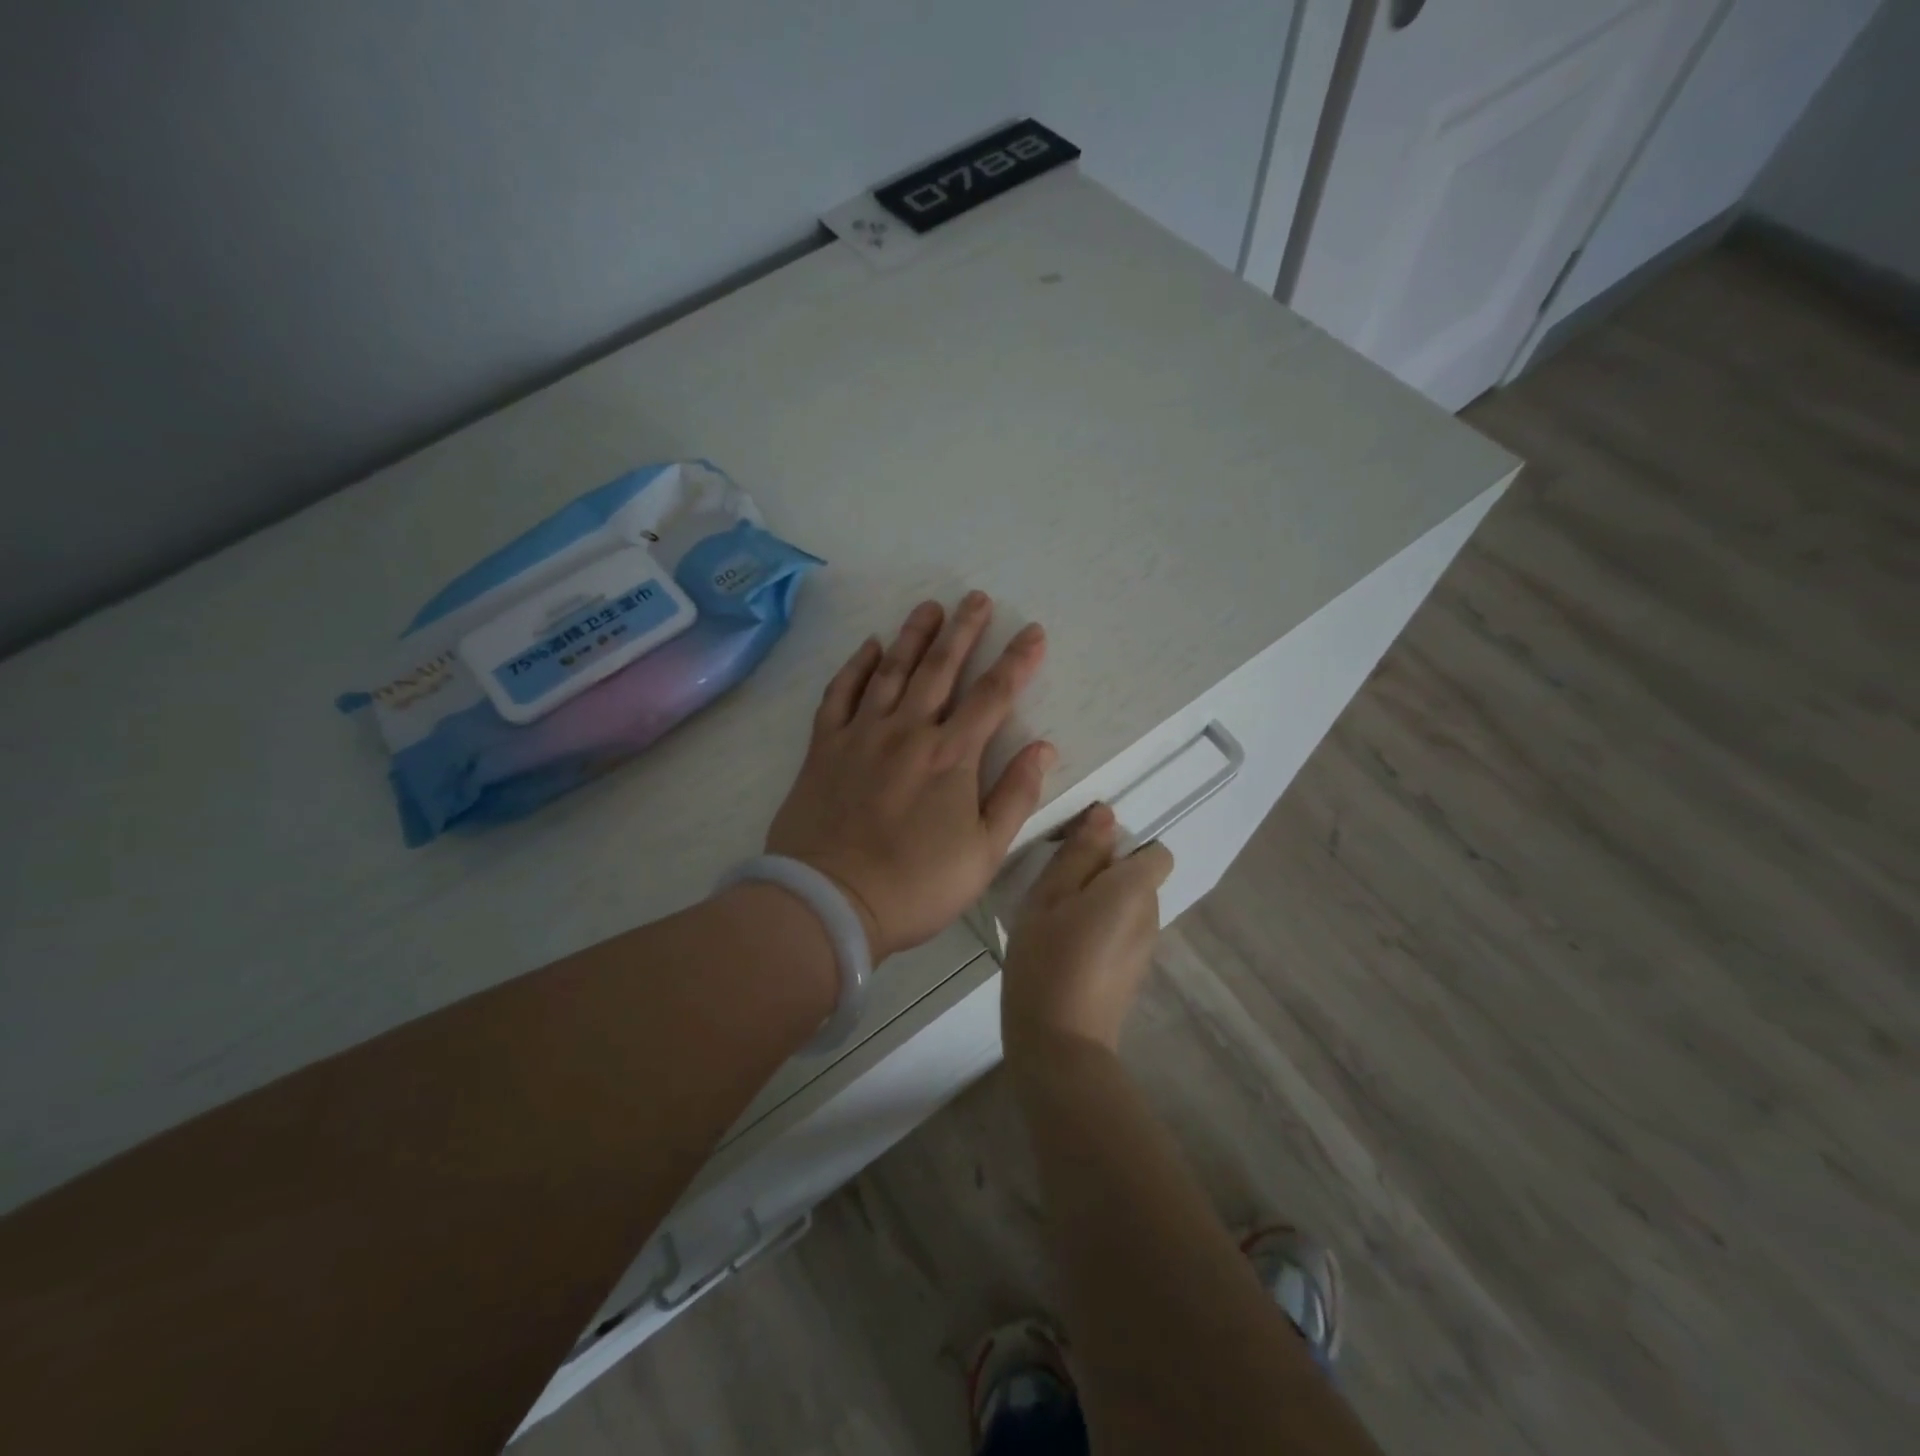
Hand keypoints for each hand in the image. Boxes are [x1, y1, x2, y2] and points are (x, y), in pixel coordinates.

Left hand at [767, 592, 1054, 959]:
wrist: (830, 901)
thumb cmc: (916, 885)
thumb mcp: (984, 854)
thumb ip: (1015, 796)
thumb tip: (1043, 747)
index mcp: (951, 756)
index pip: (993, 694)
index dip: (1017, 660)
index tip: (1032, 631)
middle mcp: (908, 731)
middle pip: (941, 668)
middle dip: (963, 629)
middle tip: (976, 597)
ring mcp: (861, 734)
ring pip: (891, 670)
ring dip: (913, 636)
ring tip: (929, 607)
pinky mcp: (824, 747)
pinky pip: (840, 694)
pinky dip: (855, 666)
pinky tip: (869, 646)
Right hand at [1001, 804, 1173, 1053]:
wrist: (1060, 1046)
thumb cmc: (1048, 961)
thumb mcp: (1049, 897)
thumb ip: (1079, 854)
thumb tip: (1106, 815)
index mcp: (1134, 891)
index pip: (1155, 851)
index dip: (1123, 846)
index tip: (1084, 857)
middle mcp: (1151, 915)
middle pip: (1138, 877)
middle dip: (1104, 873)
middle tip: (1057, 889)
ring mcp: (1145, 948)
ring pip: (1127, 905)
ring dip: (1098, 902)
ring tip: (1056, 921)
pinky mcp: (1133, 972)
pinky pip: (1122, 931)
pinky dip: (1100, 929)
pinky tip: (1066, 949)